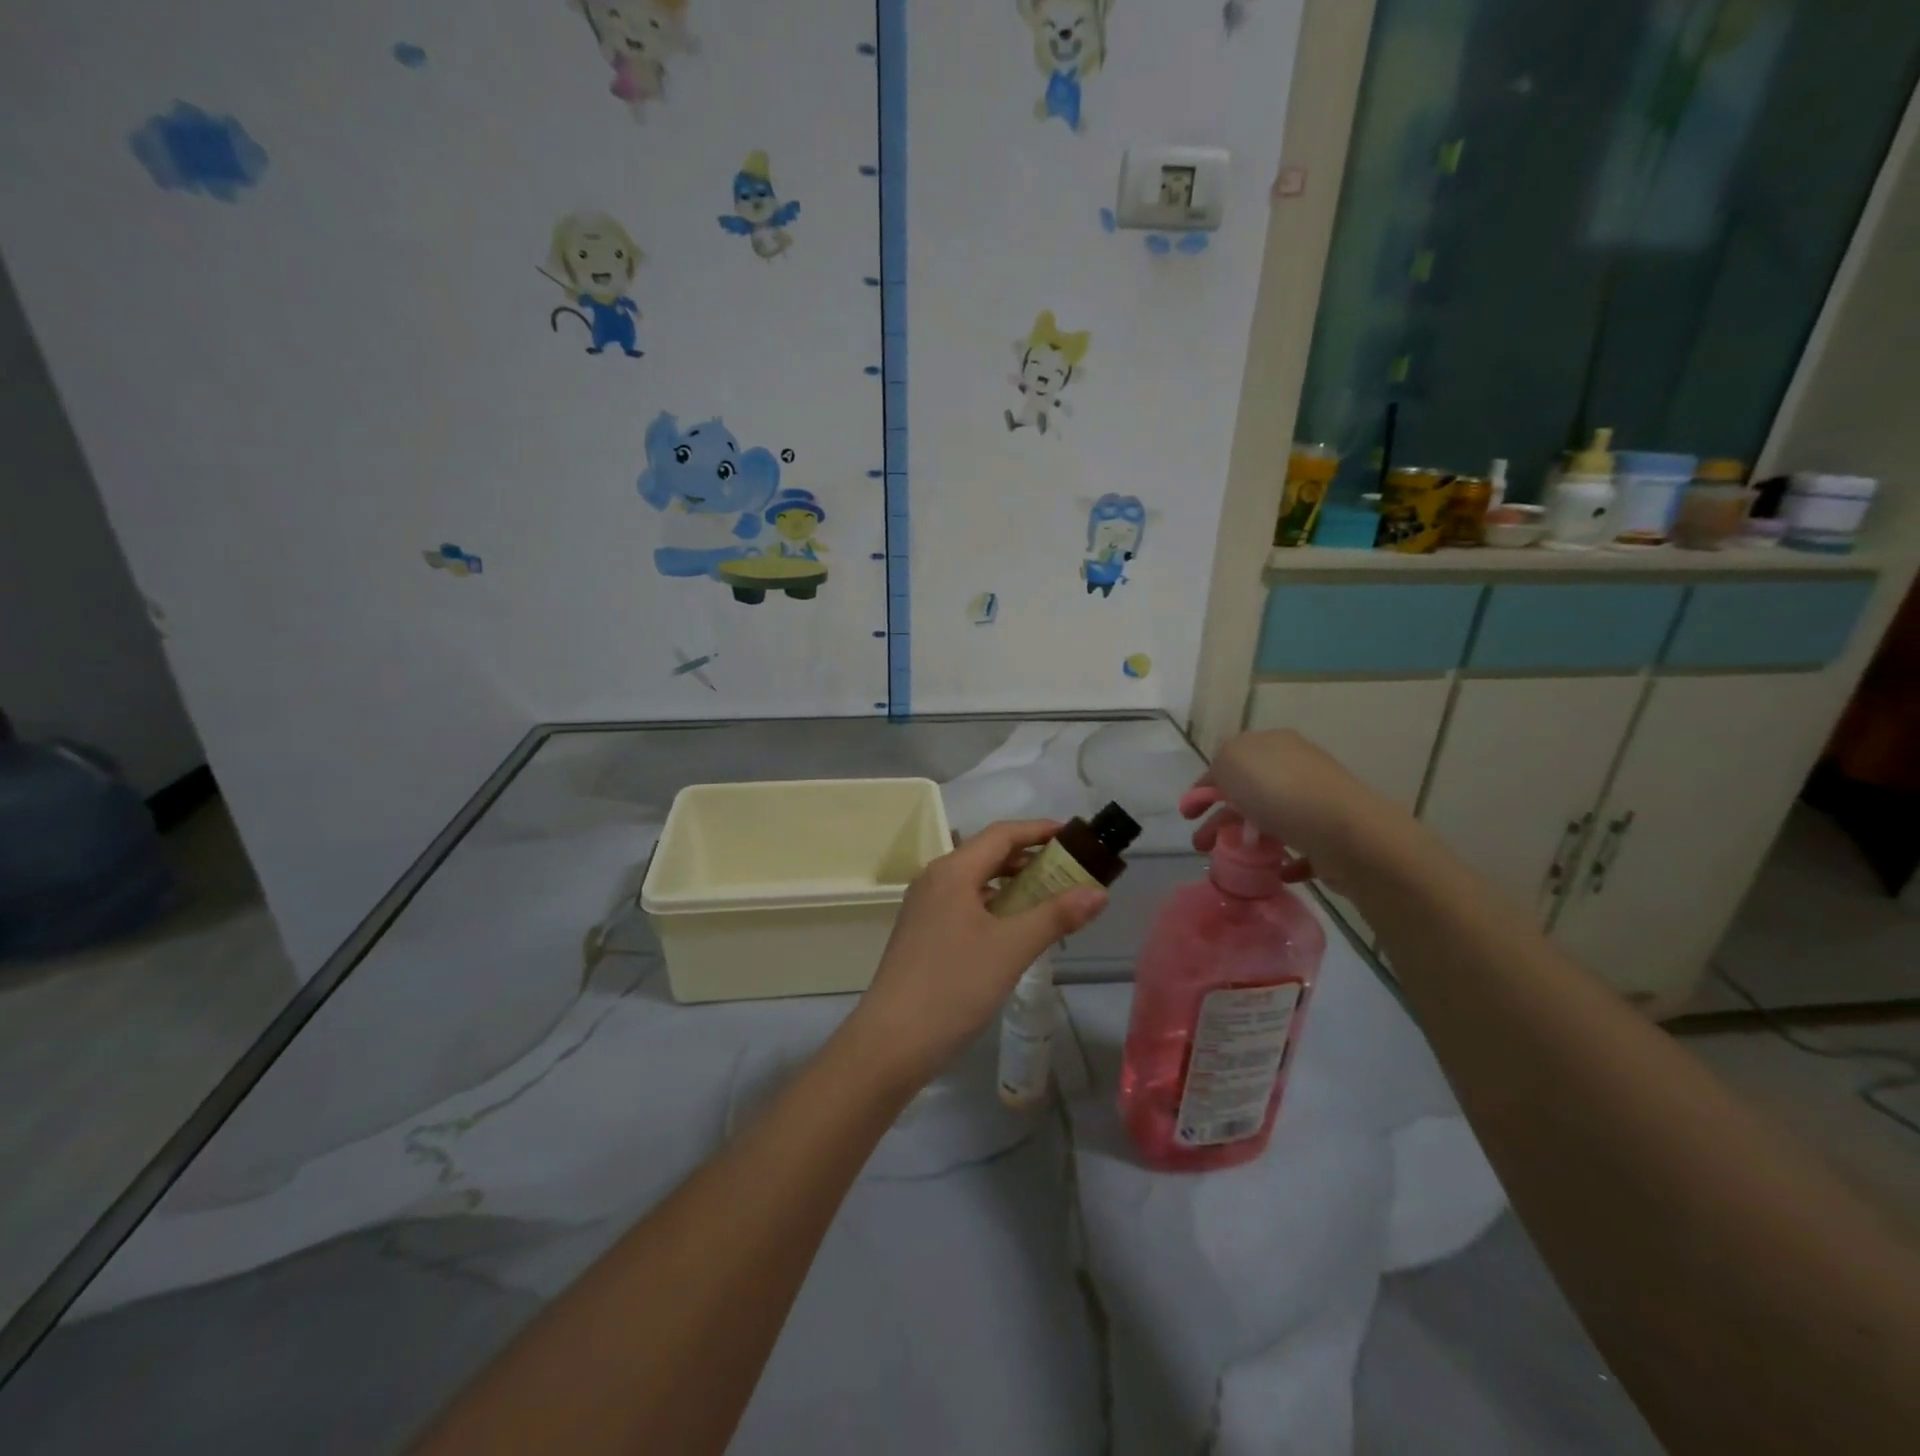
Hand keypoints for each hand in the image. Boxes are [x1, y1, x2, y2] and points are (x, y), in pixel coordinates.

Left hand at [845, 820, 1107, 1090]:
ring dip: (1013, 885)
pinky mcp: (923, 933)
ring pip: (976, 882)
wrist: (891, 1042)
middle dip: (1030, 859)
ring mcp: (925, 907)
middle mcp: (935, 880)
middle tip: (1071, 871)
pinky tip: (1016, 930)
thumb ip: (1056, 916)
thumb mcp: (1011, 948)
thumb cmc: (953, 986)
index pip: (1002, 834)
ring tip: (1051, 900)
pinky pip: (965, 905)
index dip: (1039, 830)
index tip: (1075, 836)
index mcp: (952, 871)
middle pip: (988, 855)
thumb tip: (1098, 893)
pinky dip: (995, 907)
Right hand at [1190, 730, 1413, 897]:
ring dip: (1247, 840)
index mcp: (1272, 745)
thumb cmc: (1279, 791)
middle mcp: (1296, 767)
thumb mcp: (1232, 761)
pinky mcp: (1332, 836)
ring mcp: (1317, 802)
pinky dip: (1283, 858)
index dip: (1204, 787)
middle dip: (1221, 819)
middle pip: (1248, 793)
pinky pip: (1300, 847)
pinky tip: (1273, 871)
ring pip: (1271, 820)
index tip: (1188, 815)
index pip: (1230, 762)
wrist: (1346, 833)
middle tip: (1202, 845)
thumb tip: (1224, 781)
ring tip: (1232, 863)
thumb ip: (1219, 766)